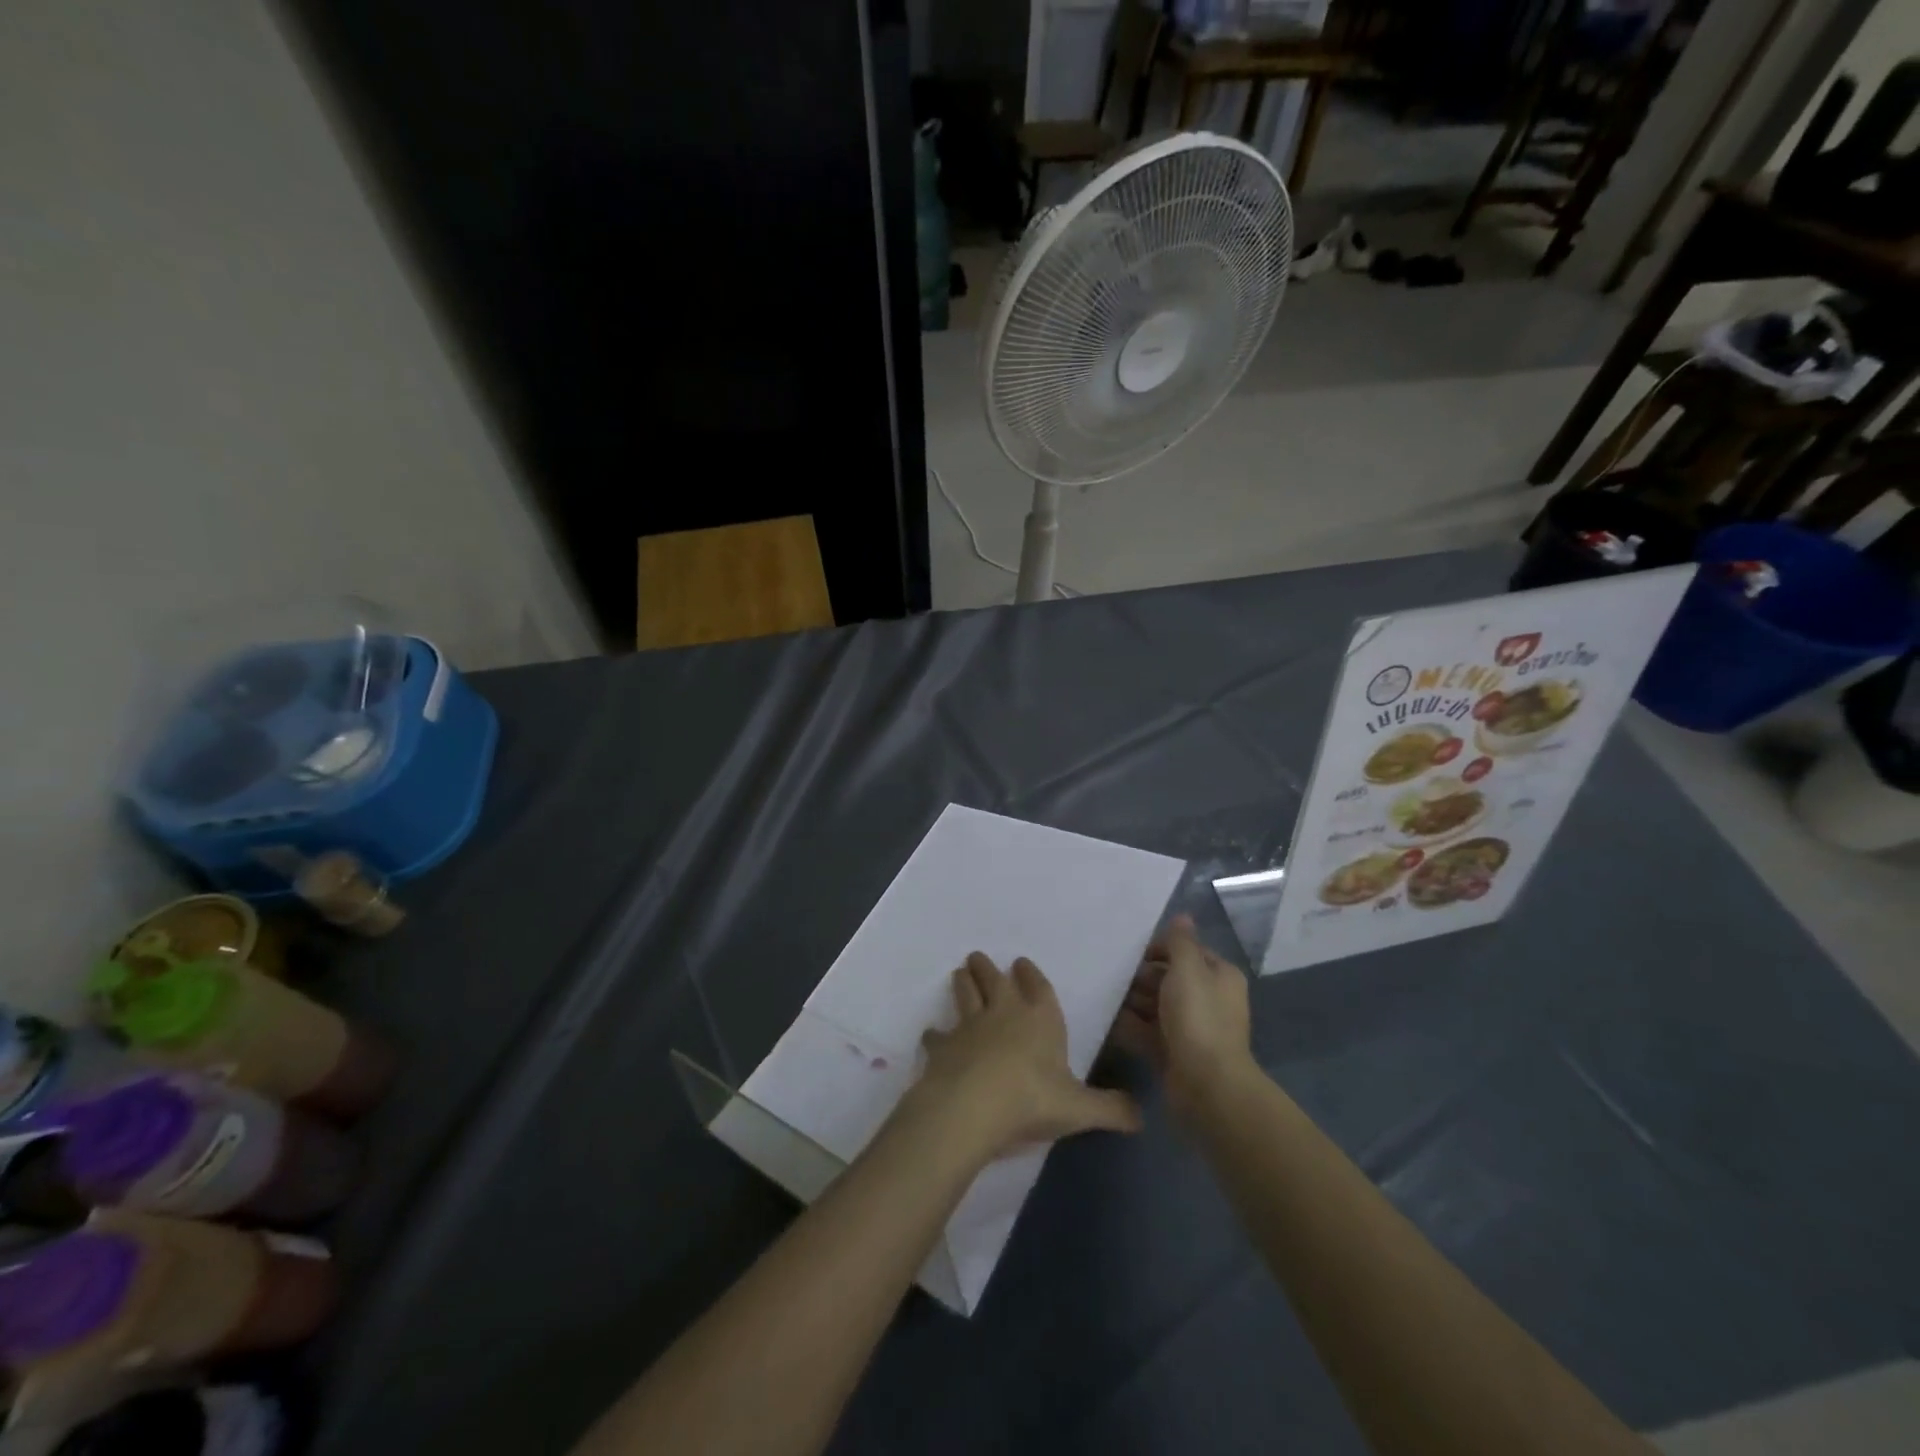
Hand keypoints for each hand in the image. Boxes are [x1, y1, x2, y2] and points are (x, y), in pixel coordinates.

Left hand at [911, 952, 1141, 1160]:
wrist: (972, 1106)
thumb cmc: (1031, 1100)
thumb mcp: (1080, 1110)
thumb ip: (1111, 1110)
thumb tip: (1142, 1117)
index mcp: (1040, 1019)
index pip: (1037, 987)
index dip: (1030, 974)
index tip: (1021, 962)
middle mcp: (1004, 1012)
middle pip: (994, 980)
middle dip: (988, 968)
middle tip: (978, 957)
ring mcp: (969, 1026)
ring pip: (965, 994)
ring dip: (963, 983)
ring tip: (959, 973)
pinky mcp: (943, 1046)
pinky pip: (938, 1035)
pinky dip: (936, 1034)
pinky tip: (933, 1035)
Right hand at [1110, 915, 1254, 1114]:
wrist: (1206, 1085)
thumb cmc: (1198, 1018)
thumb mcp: (1188, 969)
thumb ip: (1180, 942)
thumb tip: (1182, 916)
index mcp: (1218, 976)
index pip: (1186, 952)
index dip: (1160, 949)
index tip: (1130, 952)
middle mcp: (1207, 999)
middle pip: (1168, 978)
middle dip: (1141, 976)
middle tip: (1111, 974)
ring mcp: (1190, 1028)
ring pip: (1155, 1006)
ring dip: (1131, 1000)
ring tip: (1102, 993)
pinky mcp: (1173, 1052)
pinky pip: (1146, 1031)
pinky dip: (1129, 1025)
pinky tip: (1105, 1018)